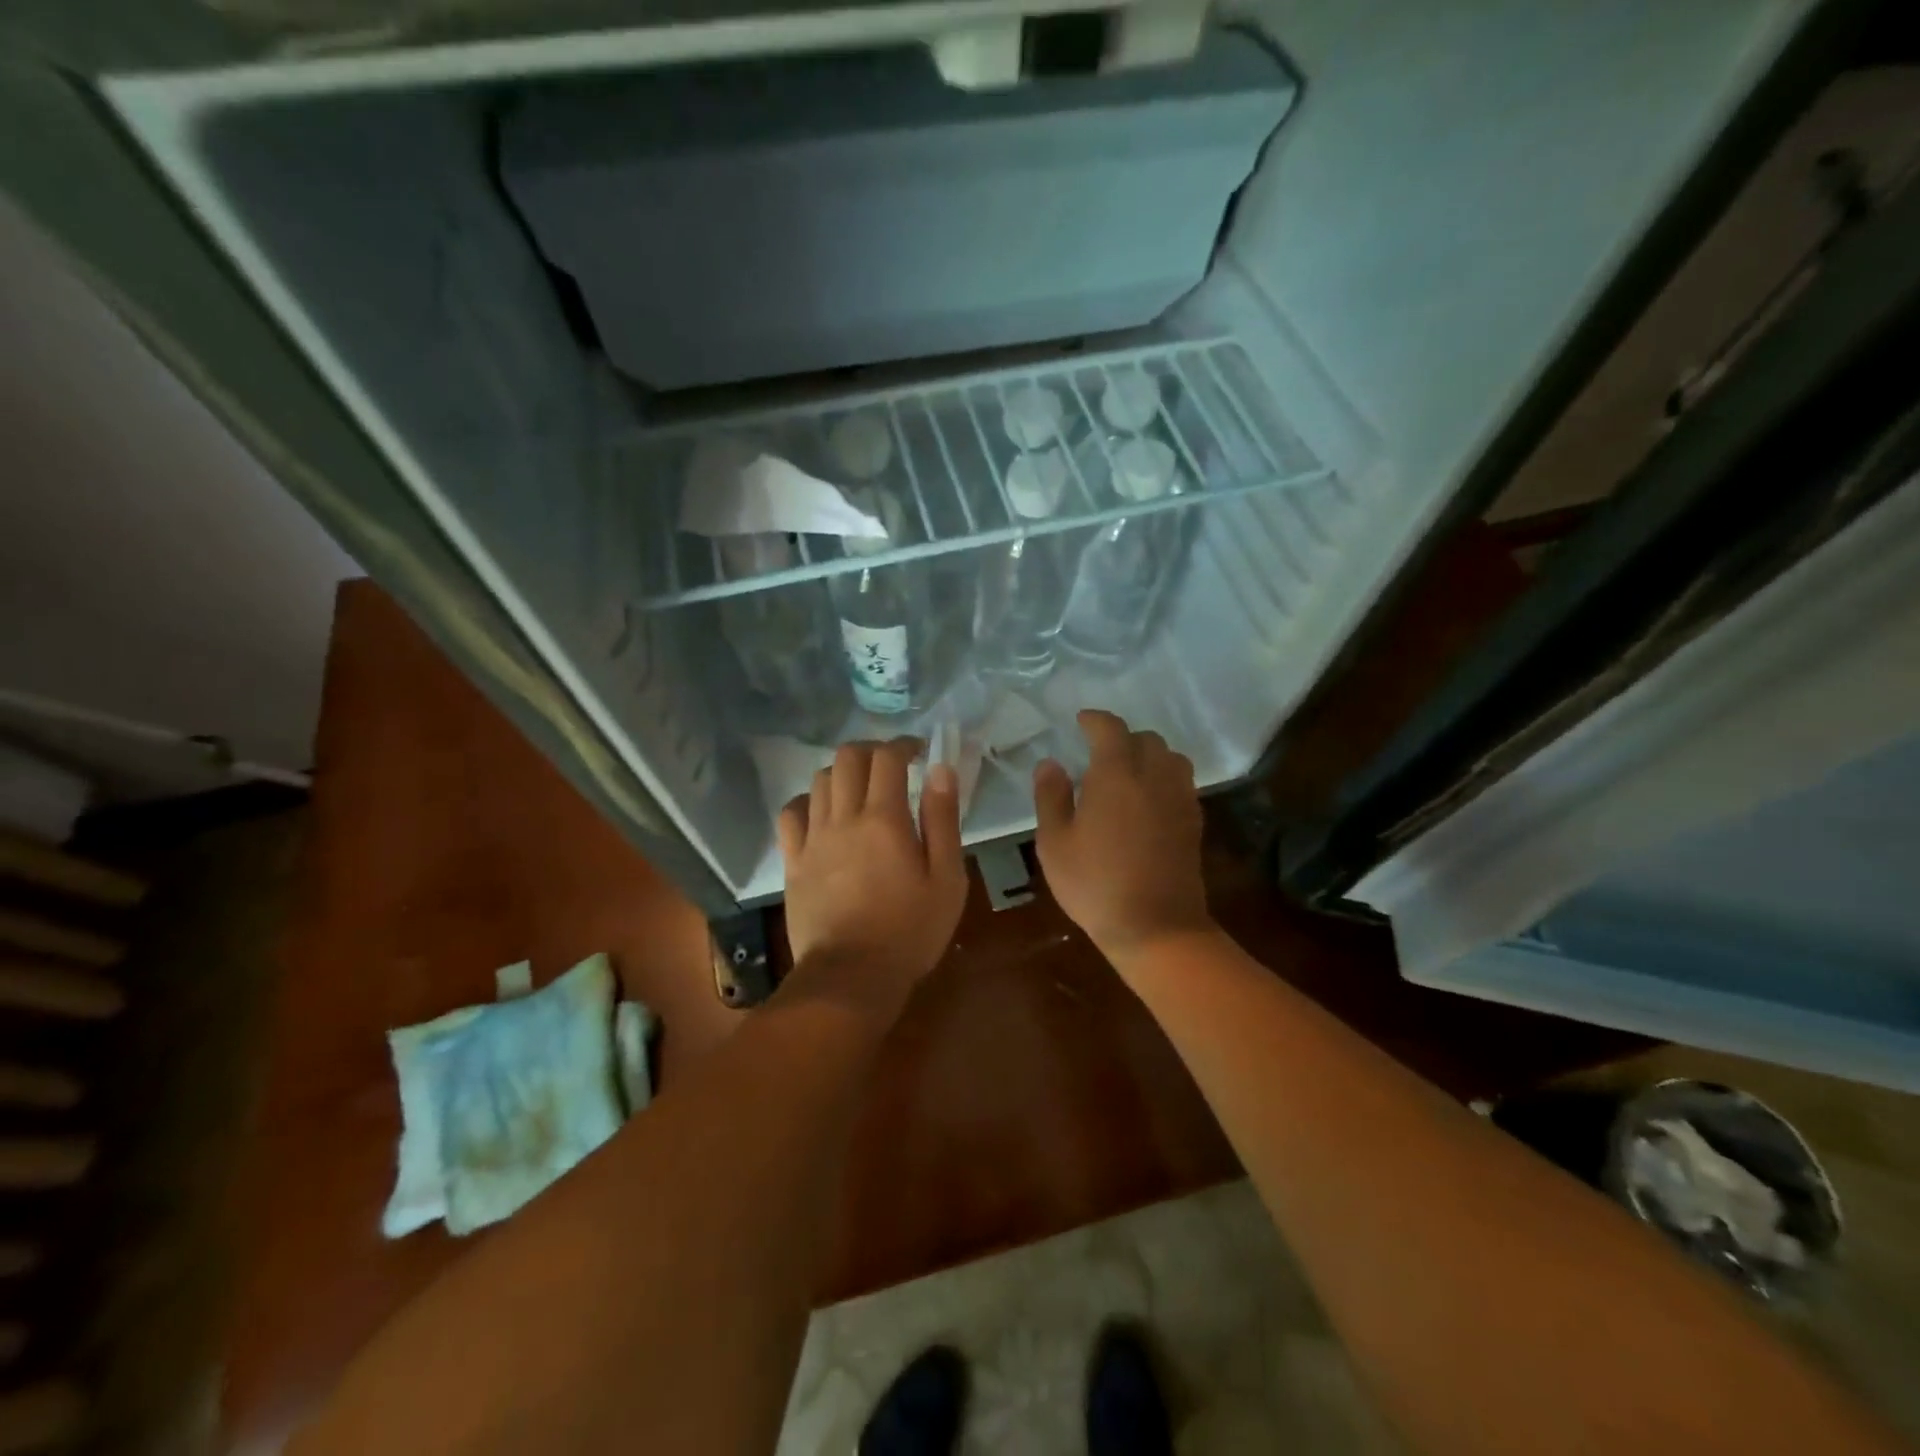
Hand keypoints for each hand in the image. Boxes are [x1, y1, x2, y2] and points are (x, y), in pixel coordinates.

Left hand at [777, 738, 967, 1019]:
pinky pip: (791, 814)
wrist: (851, 977)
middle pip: (847, 758)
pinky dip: (807, 801)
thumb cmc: (910, 930)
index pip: (887, 758)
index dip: (903, 745)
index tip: (918, 752)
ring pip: (819, 780)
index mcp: (884, 819)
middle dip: (871, 750)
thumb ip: (943, 819)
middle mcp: (844, 818)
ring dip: (842, 772)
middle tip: (892, 765)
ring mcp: (813, 838)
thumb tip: (940, 770)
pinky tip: (822, 812)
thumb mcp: (946, 879)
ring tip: (861, 788)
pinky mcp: (793, 861)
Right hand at [1033, 710, 1211, 971]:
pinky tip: (1146, 801)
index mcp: (1116, 774)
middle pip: (1146, 739)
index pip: (1110, 729)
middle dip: (1122, 738)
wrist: (1156, 926)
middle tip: (1098, 754)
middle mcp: (1153, 776)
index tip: (1080, 721)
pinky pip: (1180, 783)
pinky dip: (1163, 778)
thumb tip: (1050, 763)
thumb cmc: (1095, 884)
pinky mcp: (1193, 821)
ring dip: (1148, 755)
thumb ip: (1051, 797)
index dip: (1094, 720)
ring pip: (1170, 757)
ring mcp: (1179, 798)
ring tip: (1127, 773)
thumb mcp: (1055, 843)